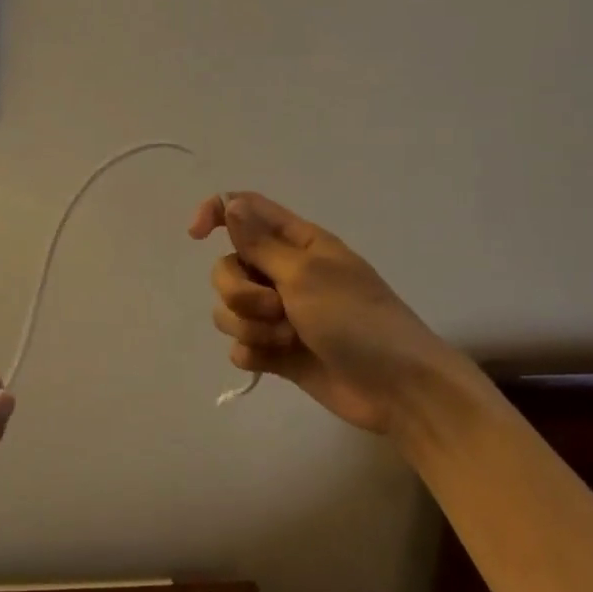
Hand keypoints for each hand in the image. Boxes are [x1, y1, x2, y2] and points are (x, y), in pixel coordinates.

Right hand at [189, 193, 479, 438]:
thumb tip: (230, 204)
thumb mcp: (306, 274)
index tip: (196, 235)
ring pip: (229, 310)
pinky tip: (280, 361)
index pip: (244, 210)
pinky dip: (255, 353)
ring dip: (252, 326)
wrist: (396, 388)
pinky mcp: (276, 351)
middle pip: (227, 268)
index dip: (214, 214)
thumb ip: (260, 242)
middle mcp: (283, 273)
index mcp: (296, 242)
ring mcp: (279, 314)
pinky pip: (240, 346)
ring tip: (289, 339)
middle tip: (277, 308)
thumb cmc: (357, 319)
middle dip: (240, 292)